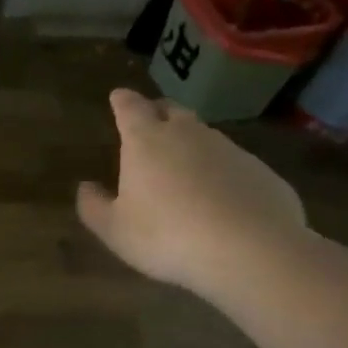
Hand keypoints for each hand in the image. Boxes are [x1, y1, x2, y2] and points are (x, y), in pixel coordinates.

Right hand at [76, 89, 307, 295]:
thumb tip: (86, 187)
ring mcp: (229, 149)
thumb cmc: (167, 236)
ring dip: (190, 141)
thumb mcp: (114, 229)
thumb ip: (93, 206)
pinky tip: (218, 196)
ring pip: (204, 135)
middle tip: (149, 121)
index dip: (122, 101)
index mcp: (146, 141)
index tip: (118, 96)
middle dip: (157, 112)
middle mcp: (187, 134)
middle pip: (171, 110)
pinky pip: (233, 162)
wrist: (251, 251)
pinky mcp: (261, 171)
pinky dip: (220, 170)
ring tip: (183, 164)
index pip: (130, 108)